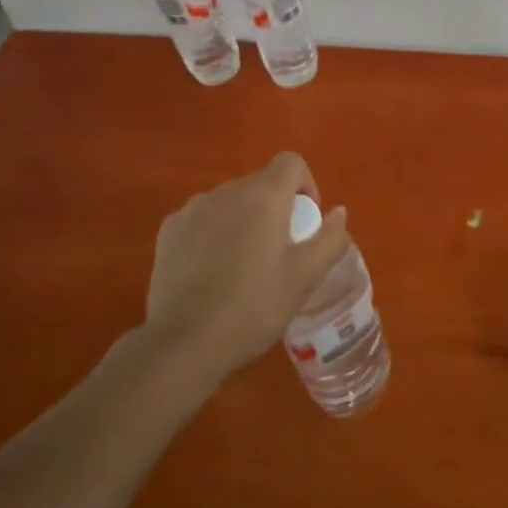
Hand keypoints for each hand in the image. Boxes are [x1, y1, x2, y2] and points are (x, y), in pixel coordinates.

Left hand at [145, 153, 350, 375]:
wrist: (183, 344)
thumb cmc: (254, 306)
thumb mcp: (305, 278)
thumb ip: (330, 239)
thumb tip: (338, 212)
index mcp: (265, 196)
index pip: (291, 163)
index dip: (305, 185)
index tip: (306, 222)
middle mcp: (228, 191)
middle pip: (260, 184)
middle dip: (275, 208)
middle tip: (278, 253)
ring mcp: (193, 209)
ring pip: (230, 202)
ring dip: (243, 220)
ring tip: (243, 265)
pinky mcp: (169, 231)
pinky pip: (202, 219)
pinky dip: (213, 234)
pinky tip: (211, 273)